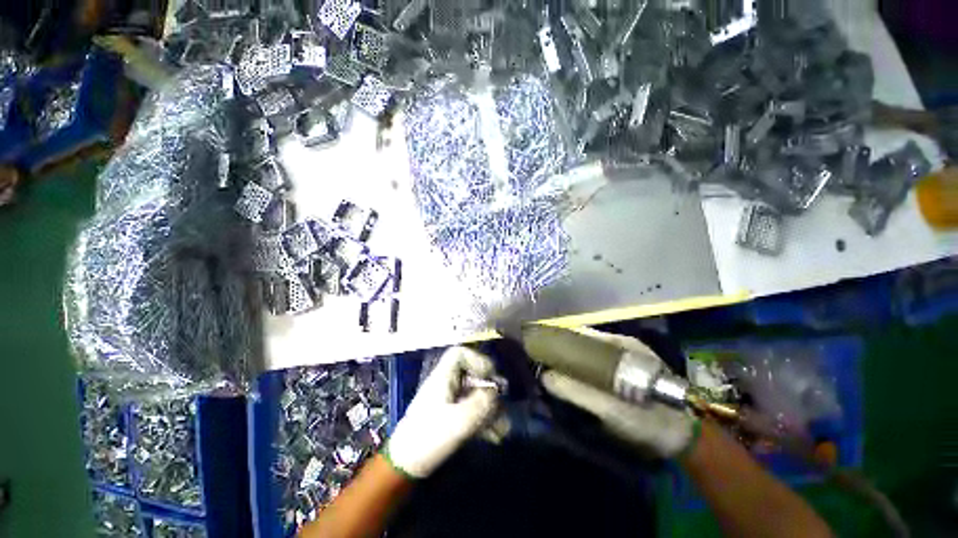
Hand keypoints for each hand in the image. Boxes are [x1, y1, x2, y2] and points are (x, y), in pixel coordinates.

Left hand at [385, 346, 499, 477]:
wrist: (406, 466)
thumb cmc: (429, 438)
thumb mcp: (459, 421)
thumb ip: (481, 404)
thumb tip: (496, 392)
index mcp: (443, 377)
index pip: (460, 354)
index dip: (477, 359)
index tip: (489, 375)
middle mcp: (447, 384)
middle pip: (471, 374)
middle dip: (489, 390)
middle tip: (501, 404)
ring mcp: (449, 400)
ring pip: (474, 394)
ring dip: (490, 409)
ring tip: (502, 427)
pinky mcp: (450, 416)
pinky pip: (472, 410)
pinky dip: (484, 420)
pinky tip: (495, 436)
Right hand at [540, 328, 697, 458]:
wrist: (686, 439)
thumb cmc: (649, 419)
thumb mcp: (612, 408)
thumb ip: (578, 392)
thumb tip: (545, 377)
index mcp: (619, 345)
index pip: (580, 332)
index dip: (558, 336)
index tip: (537, 342)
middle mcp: (619, 347)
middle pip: (582, 342)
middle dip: (561, 348)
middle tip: (539, 357)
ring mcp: (622, 359)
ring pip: (587, 353)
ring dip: (569, 358)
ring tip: (547, 365)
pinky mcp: (622, 374)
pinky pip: (594, 366)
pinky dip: (579, 369)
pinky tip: (568, 377)